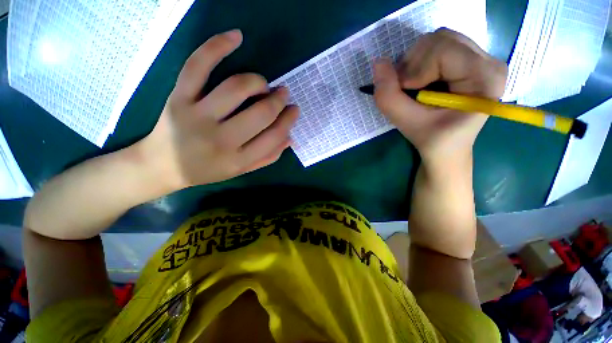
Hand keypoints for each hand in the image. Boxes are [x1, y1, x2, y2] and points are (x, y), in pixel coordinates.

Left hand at [139, 30, 298, 189]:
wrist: (162, 166)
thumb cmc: (208, 169)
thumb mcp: (242, 170)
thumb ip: (268, 156)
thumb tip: (290, 137)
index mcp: (238, 159)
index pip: (273, 136)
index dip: (288, 120)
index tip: (294, 109)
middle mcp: (221, 139)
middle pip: (261, 113)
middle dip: (278, 100)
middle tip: (282, 94)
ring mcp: (197, 116)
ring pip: (236, 88)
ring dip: (258, 82)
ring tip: (262, 85)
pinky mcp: (178, 97)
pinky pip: (198, 66)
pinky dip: (217, 46)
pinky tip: (236, 36)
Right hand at [373, 28, 506, 164]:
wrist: (447, 149)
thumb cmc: (433, 141)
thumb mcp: (407, 124)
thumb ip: (389, 97)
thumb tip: (377, 63)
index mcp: (484, 78)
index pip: (442, 50)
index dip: (414, 70)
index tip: (404, 93)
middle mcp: (489, 61)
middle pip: (441, 38)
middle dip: (412, 64)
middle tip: (405, 89)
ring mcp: (481, 58)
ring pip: (438, 39)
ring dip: (414, 62)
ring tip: (412, 87)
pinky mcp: (470, 61)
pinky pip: (438, 47)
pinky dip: (420, 62)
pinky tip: (420, 82)